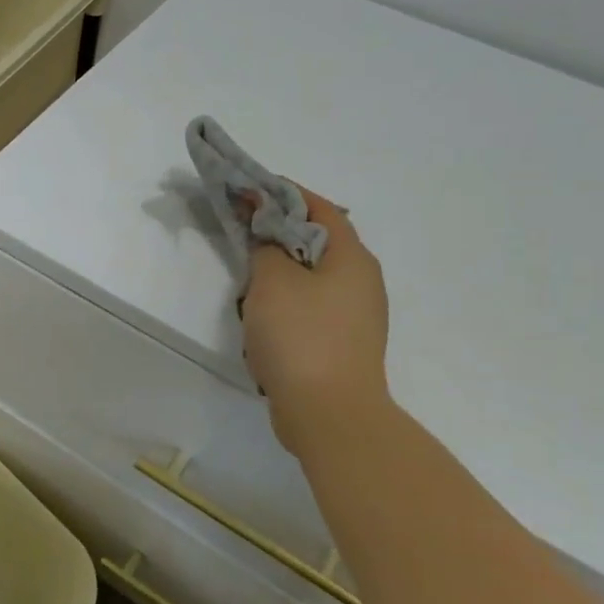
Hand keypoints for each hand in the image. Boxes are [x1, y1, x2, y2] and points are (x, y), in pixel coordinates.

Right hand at [241, 188, 390, 440]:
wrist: (329, 414)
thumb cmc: (301, 337)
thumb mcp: (273, 281)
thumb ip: (265, 248)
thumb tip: (267, 237)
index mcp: (352, 258)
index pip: (318, 208)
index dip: (282, 193)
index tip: (248, 190)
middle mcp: (361, 282)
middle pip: (315, 243)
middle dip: (277, 236)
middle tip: (242, 237)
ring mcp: (355, 317)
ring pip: (310, 279)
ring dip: (279, 276)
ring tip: (249, 287)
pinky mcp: (341, 345)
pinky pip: (309, 310)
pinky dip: (285, 307)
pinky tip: (263, 325)